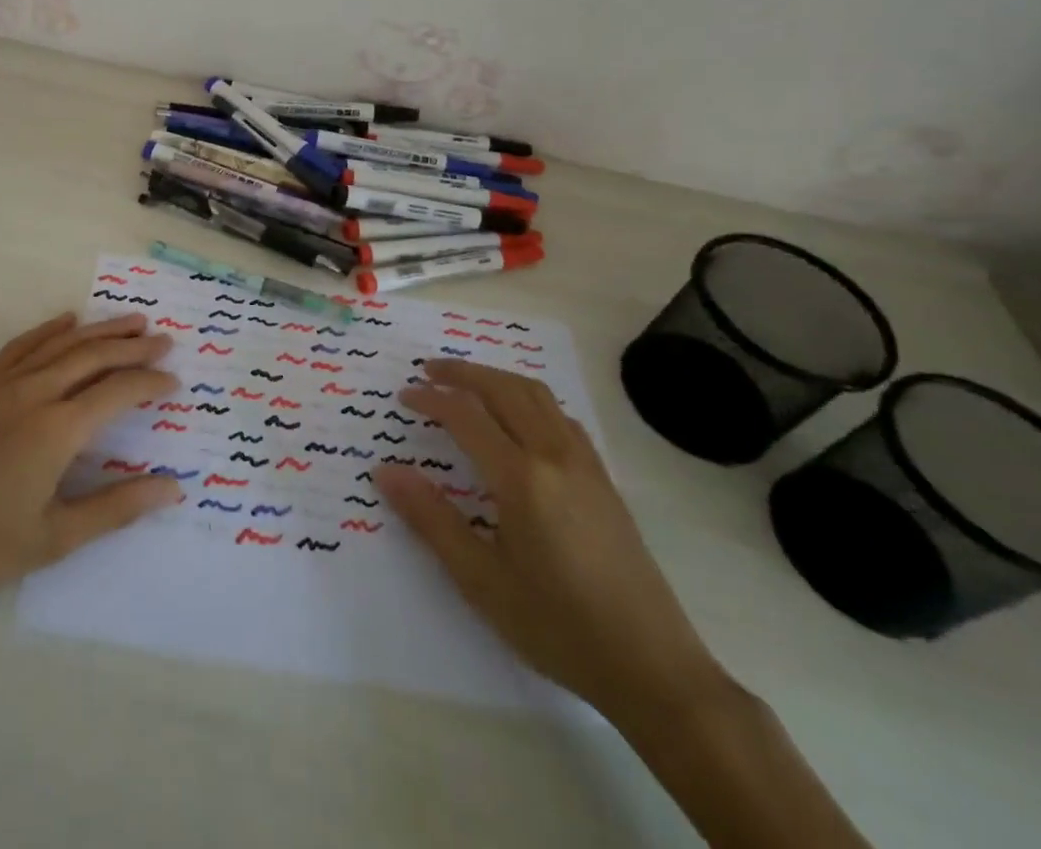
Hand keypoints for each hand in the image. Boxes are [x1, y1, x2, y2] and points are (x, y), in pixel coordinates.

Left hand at [0, 312, 181, 663]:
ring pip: (62, 343)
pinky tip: (67, 321)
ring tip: (132, 320)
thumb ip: (115, 509)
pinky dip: (50, 329)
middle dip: (134, 346)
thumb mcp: (52, 540)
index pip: (117, 392)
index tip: (175, 383)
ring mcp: (2, 384)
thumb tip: (172, 488)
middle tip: (165, 340)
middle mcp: (34, 393)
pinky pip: (22, 344)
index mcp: (56, 431)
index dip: (150, 384)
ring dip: (100, 329)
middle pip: (94, 356)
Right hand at [376, 359, 724, 721]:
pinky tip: (519, 420)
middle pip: (504, 389)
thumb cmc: (558, 627)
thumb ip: (431, 519)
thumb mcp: (481, 581)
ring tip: (467, 383)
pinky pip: (561, 416)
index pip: (466, 415)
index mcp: (521, 478)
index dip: (430, 399)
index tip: (403, 398)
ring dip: (497, 379)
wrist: (654, 670)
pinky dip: (530, 399)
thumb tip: (386, 472)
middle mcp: (555, 456)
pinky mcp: (604, 481)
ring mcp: (586, 465)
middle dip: (462, 373)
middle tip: (428, 371)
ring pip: (537, 395)